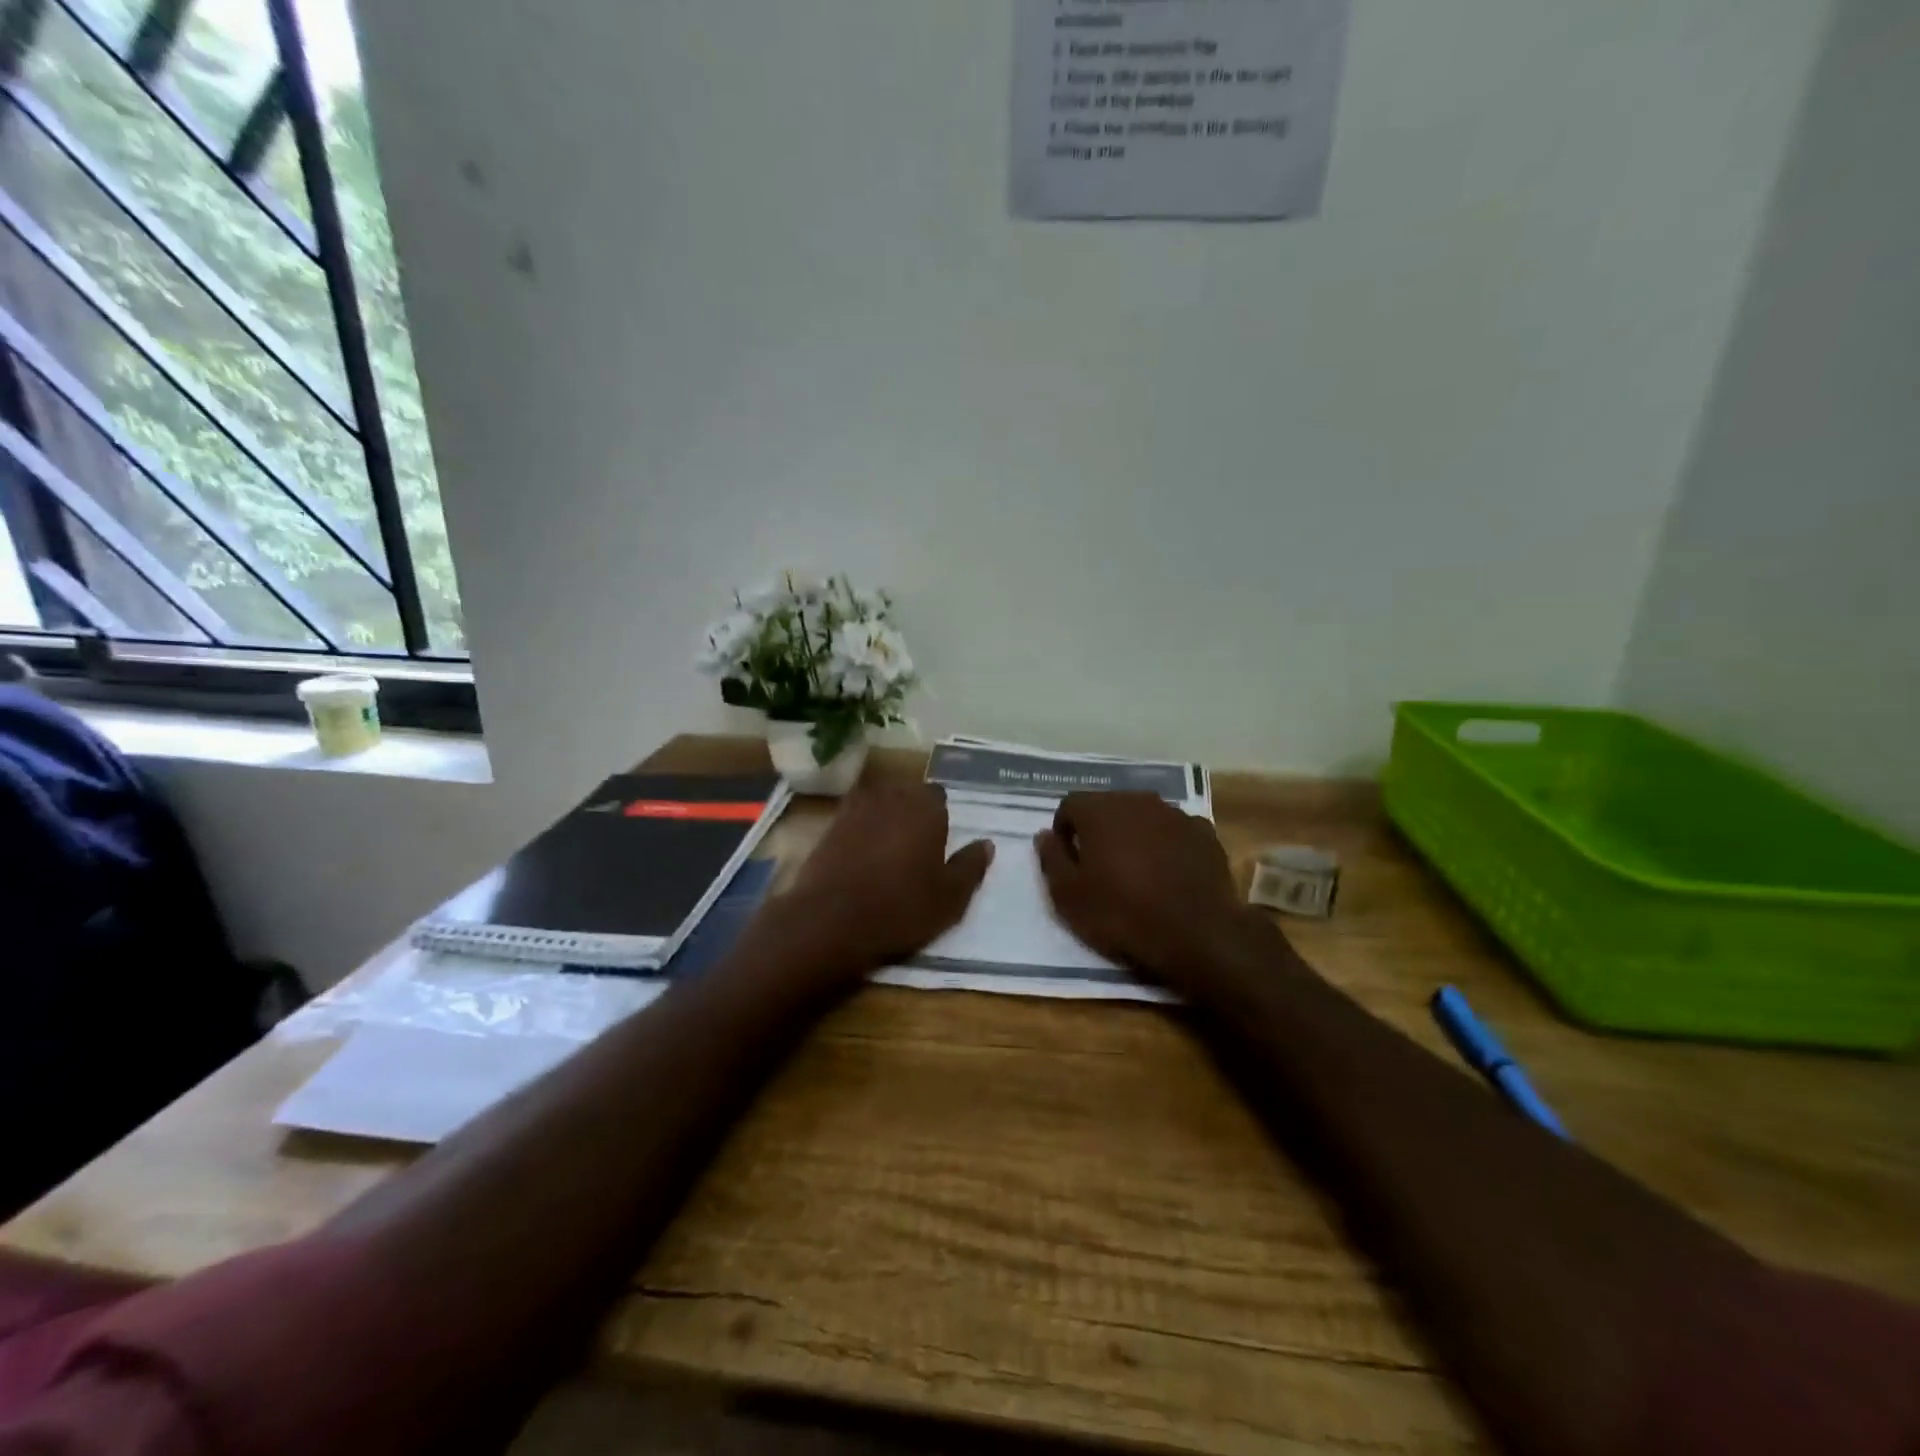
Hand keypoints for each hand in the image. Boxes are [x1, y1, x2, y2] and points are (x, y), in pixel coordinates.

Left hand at [768, 782, 992, 983]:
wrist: (830, 922)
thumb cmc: (900, 909)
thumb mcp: (950, 898)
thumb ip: (970, 867)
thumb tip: (987, 844)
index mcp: (924, 808)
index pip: (937, 795)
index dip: (939, 815)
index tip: (940, 839)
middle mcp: (890, 798)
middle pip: (905, 794)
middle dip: (911, 811)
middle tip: (916, 843)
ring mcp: (854, 810)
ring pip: (877, 804)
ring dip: (884, 818)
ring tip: (889, 848)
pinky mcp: (828, 829)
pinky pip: (852, 820)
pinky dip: (859, 831)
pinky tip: (862, 856)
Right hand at [1035, 792, 1264, 993]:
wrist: (1196, 935)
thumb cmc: (1122, 914)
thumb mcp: (1068, 896)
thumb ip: (1052, 858)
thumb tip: (1045, 835)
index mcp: (1100, 810)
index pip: (1070, 805)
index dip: (1065, 831)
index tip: (1069, 861)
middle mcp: (1137, 800)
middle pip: (1108, 806)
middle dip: (1100, 830)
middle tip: (1100, 867)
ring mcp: (1175, 814)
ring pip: (1144, 816)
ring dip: (1135, 835)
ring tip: (1137, 872)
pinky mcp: (1204, 833)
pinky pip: (1175, 832)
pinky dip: (1168, 845)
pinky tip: (1170, 874)